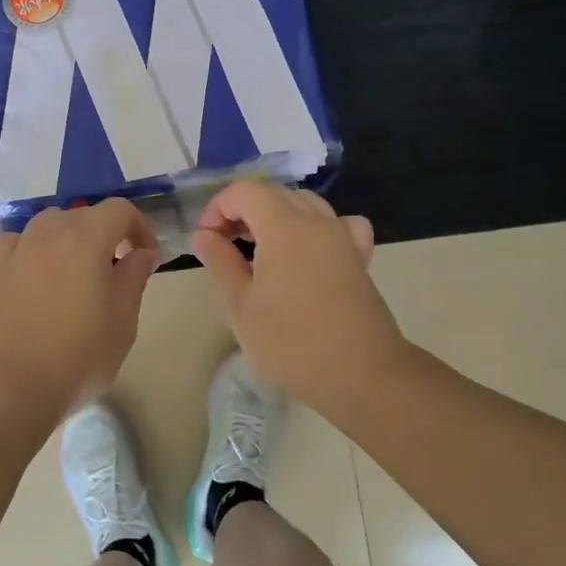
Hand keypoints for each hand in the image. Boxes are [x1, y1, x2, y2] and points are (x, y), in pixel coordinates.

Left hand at [0, 199, 160, 443]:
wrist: (10, 389)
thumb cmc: (77, 357)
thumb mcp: (122, 322)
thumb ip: (134, 278)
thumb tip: (142, 252)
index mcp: (85, 238)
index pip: (119, 209)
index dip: (139, 227)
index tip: (147, 257)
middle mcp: (48, 233)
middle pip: (84, 215)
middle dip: (106, 234)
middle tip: (118, 270)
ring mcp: (17, 251)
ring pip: (49, 225)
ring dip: (70, 239)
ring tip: (78, 273)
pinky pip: (18, 244)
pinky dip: (33, 249)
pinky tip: (37, 273)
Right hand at [191, 182, 410, 412]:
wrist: (361, 374)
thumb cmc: (291, 342)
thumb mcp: (241, 305)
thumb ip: (221, 261)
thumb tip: (204, 235)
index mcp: (283, 226)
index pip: (244, 191)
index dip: (218, 208)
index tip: (207, 241)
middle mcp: (316, 220)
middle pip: (274, 193)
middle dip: (243, 211)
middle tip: (225, 246)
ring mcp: (343, 237)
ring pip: (305, 204)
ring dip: (277, 216)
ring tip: (261, 249)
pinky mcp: (360, 257)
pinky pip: (338, 224)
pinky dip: (318, 227)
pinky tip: (310, 251)